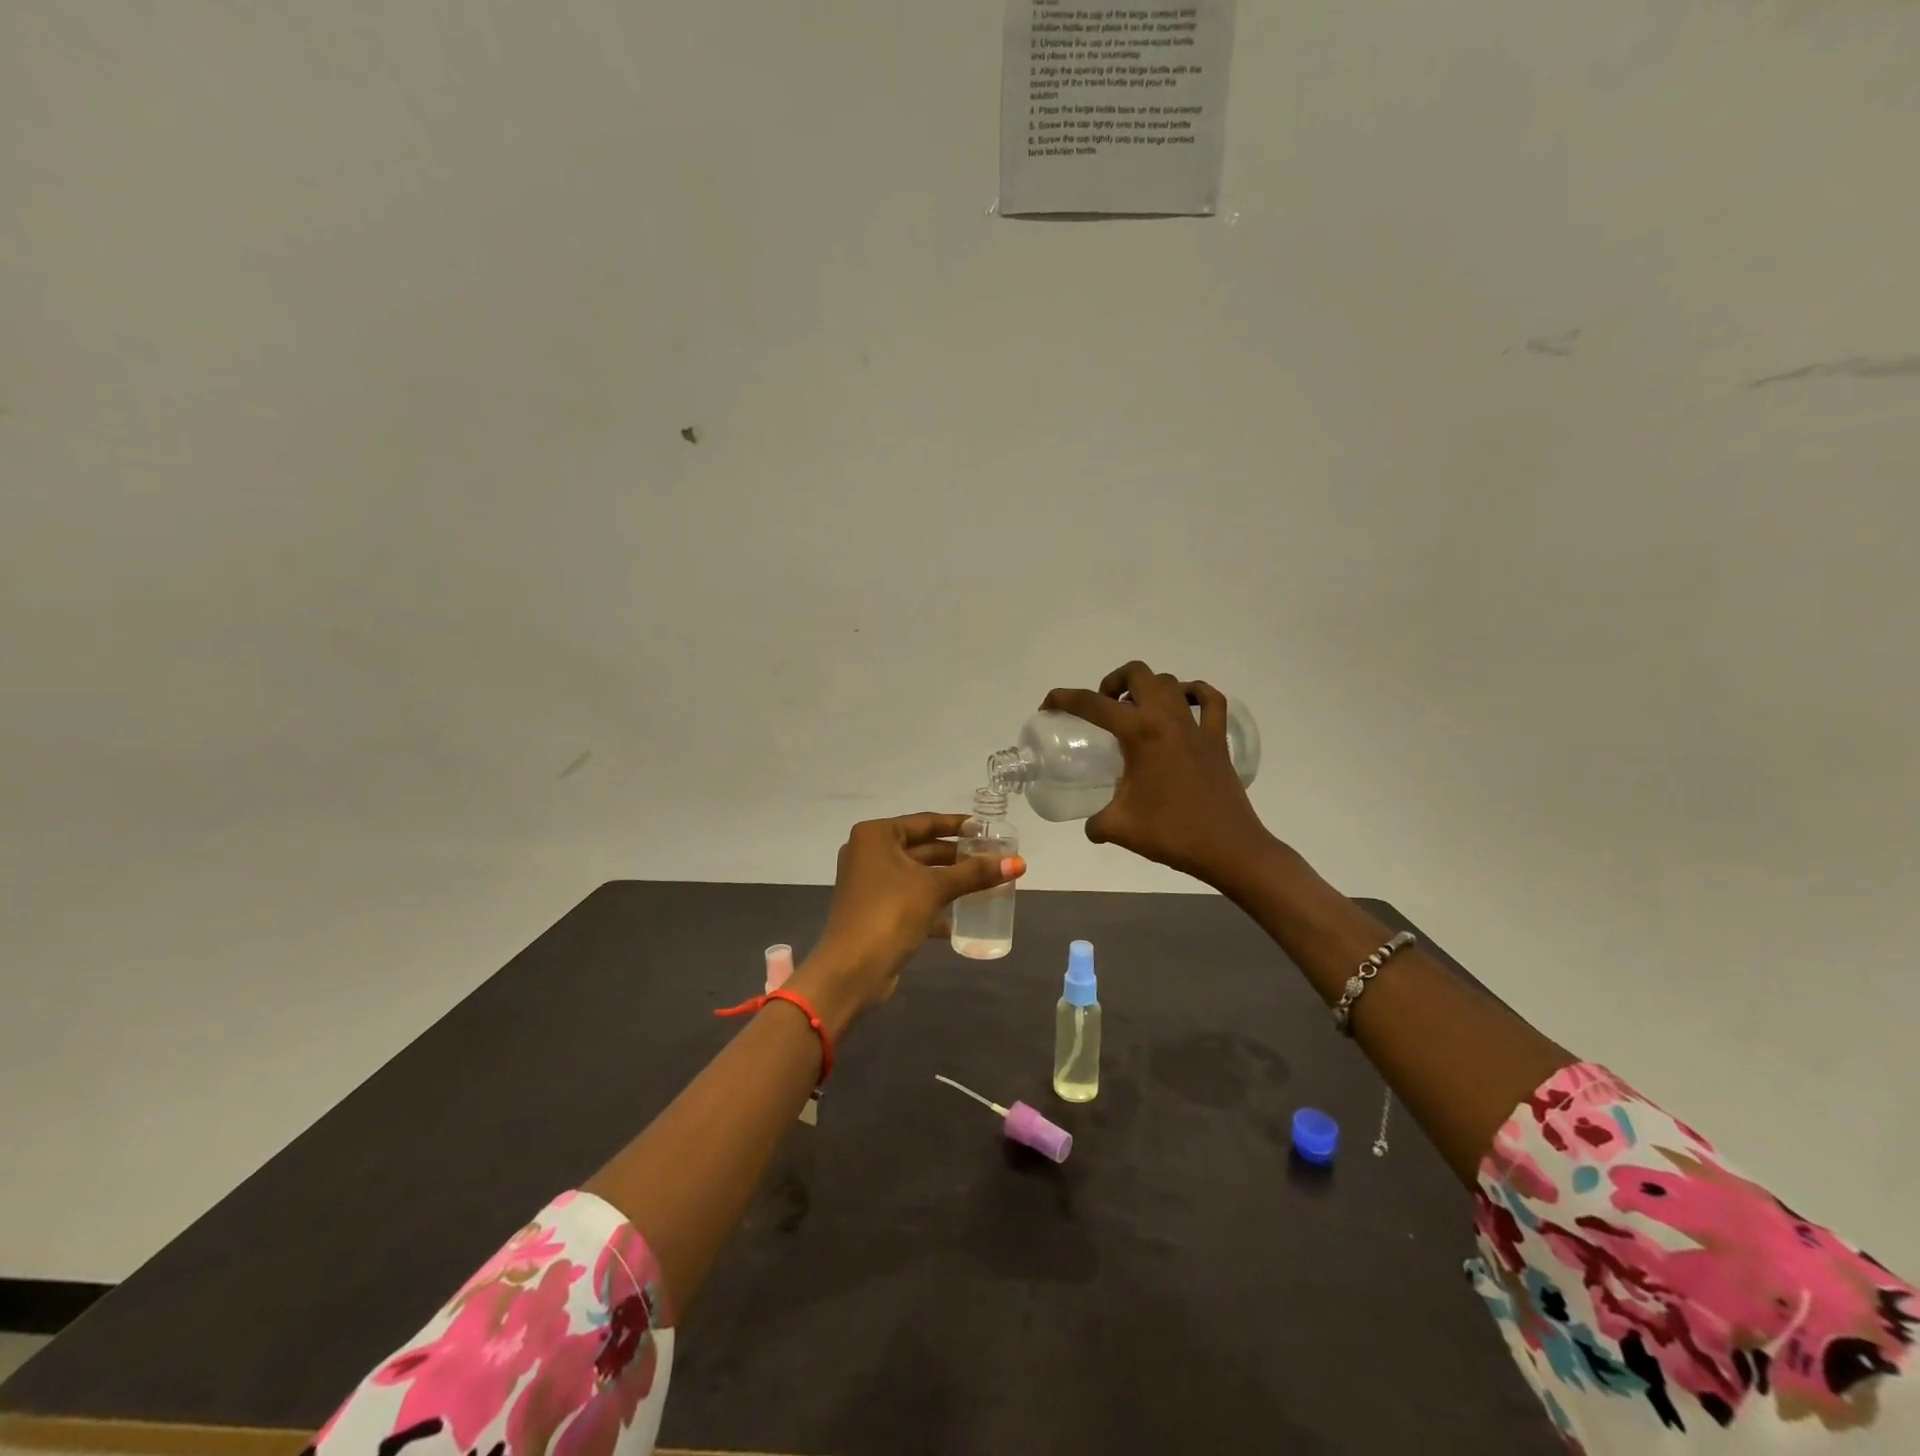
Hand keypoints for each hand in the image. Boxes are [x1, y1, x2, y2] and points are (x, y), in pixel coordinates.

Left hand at [794, 812, 1025, 1034]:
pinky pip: (911, 897)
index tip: (987, 829)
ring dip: (948, 880)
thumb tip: (1019, 863)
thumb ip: (975, 873)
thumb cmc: (890, 914)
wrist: (852, 970)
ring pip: (917, 875)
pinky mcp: (875, 910)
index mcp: (875, 836)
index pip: (925, 822)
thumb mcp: (935, 888)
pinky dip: (934, 902)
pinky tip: (963, 915)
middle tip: (991, 856)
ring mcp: (869, 883)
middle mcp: (868, 853)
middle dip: (956, 855)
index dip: (958, 825)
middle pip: (922, 848)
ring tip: (985, 882)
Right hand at [1042, 661, 1273, 887]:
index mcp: (1140, 734)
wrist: (1229, 849)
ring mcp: (1197, 727)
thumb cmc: (1172, 834)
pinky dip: (1194, 694)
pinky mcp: (1217, 740)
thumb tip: (1092, 825)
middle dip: (1112, 682)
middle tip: (1103, 707)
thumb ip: (1096, 822)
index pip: (1092, 704)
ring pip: (1170, 682)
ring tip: (1136, 712)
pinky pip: (1210, 701)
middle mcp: (1168, 719)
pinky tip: (1183, 706)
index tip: (1049, 706)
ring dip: (1147, 687)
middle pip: (1137, 674)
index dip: (1064, 699)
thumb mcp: (1119, 827)